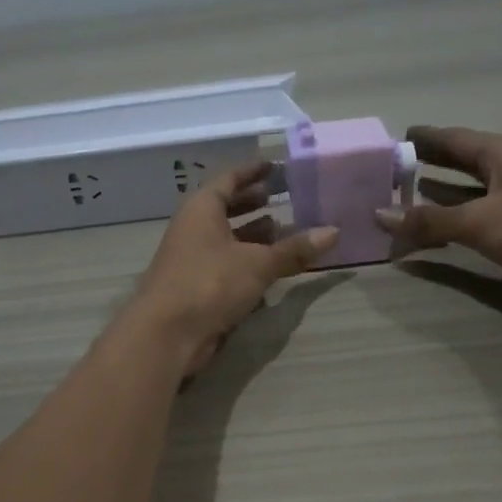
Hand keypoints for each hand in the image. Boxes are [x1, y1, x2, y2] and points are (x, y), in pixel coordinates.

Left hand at [127, 159, 338, 372]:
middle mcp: (193, 229)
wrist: (166, 335)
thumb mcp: (258, 264)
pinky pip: (225, 266)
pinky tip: (271, 271)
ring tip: (285, 233)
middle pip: (225, 208)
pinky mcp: (196, 287)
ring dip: (253, 236)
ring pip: (227, 240)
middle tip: (284, 198)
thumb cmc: (209, 284)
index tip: (275, 166)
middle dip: (254, 203)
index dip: (252, 171)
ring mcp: (192, 259)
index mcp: (201, 209)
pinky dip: (247, 264)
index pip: (228, 179)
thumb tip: (334, 232)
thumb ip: (294, 249)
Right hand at [374, 126, 501, 309]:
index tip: (393, 139)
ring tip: (406, 200)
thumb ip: (430, 221)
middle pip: (463, 163)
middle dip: (430, 165)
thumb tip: (380, 215)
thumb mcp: (482, 222)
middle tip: (392, 171)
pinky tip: (441, 234)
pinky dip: (459, 223)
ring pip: (472, 193)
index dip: (424, 138)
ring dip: (442, 197)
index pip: (454, 138)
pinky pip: (483, 219)